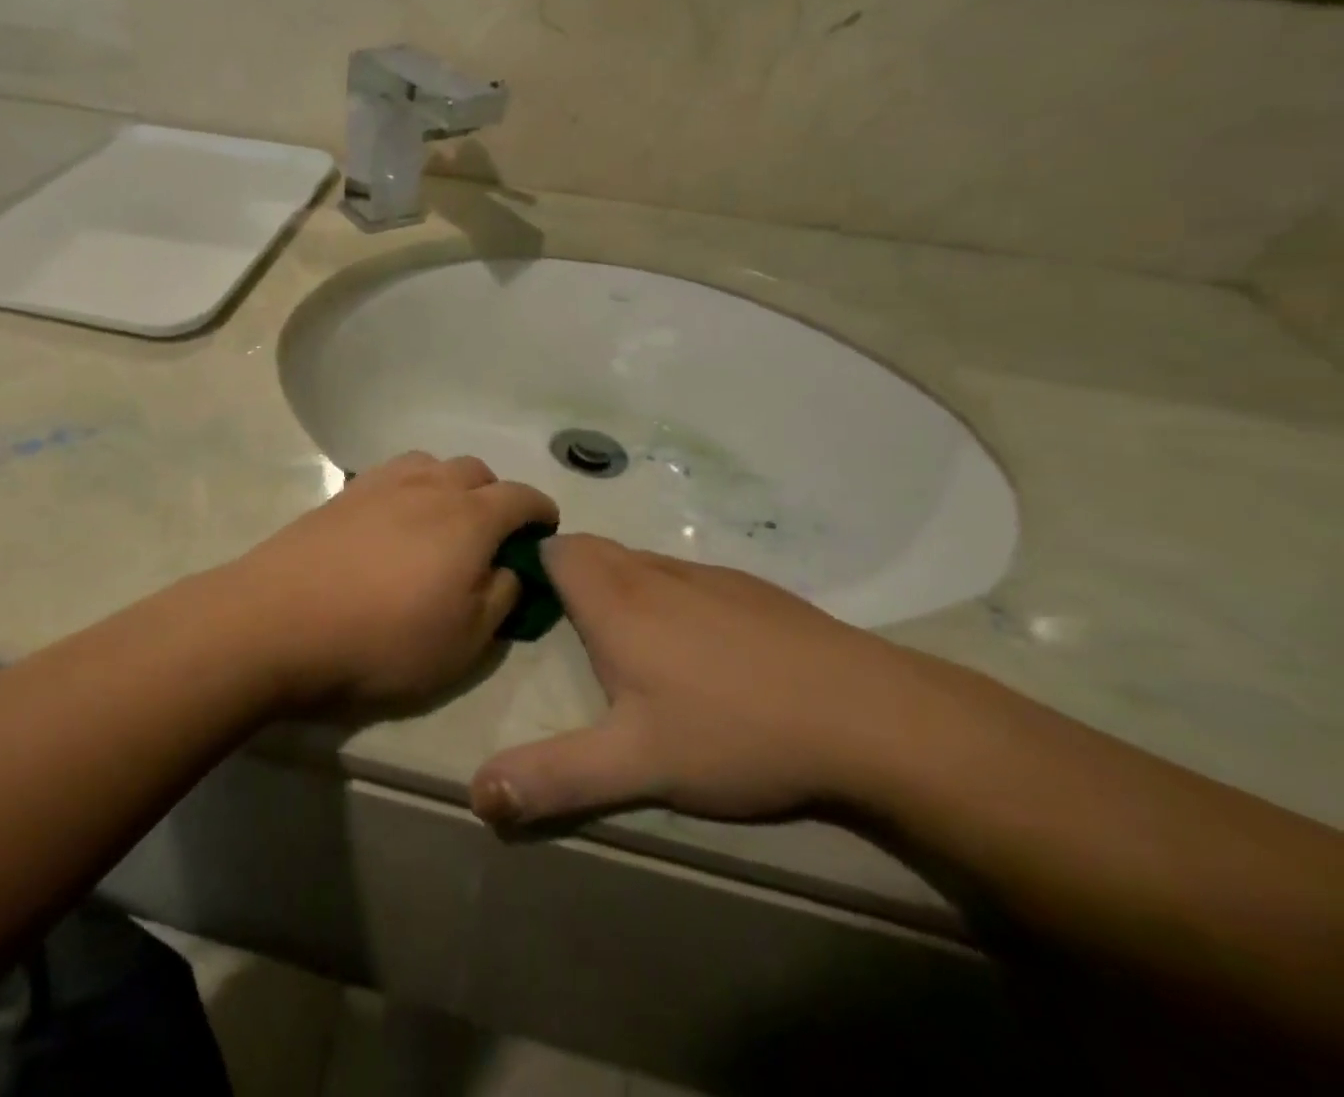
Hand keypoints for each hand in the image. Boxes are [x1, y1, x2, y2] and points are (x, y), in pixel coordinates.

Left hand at [225, 453, 557, 711]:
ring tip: (442, 522)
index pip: (521, 497)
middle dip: (495, 496)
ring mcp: (381, 483)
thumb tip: (508, 568)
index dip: (541, 511)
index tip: (546, 529)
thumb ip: (500, 597)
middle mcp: (429, 486)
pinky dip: (410, 488)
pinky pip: (392, 475)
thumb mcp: (464, 642)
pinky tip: (395, 521)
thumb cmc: (382, 640)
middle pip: (476, 471)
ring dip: (450, 485)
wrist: (279, 621)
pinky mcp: (342, 493)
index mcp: (469, 517)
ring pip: (432, 464)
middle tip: (491, 535)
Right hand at [470, 536, 925, 827]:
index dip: (532, 566)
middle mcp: (654, 573)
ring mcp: (709, 577)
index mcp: (615, 600)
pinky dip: (672, 599)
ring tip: (629, 645)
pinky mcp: (754, 591)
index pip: (555, 551)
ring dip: (620, 587)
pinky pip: (689, 580)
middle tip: (569, 634)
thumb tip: (477, 796)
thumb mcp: (635, 766)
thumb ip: (553, 778)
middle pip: (594, 552)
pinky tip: (703, 654)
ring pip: (642, 564)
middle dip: (571, 578)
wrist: (871, 717)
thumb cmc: (735, 732)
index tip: (526, 606)